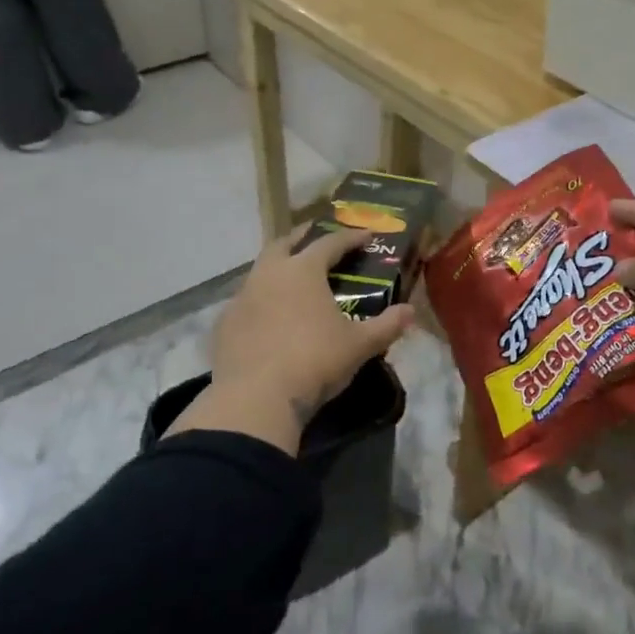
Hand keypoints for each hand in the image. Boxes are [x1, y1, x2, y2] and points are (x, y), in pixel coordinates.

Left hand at [196, 224, 413, 451]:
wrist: (256, 399)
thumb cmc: (315, 362)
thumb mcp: (359, 346)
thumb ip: (387, 325)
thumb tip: (410, 312)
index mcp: (303, 270)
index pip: (330, 242)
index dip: (350, 237)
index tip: (366, 235)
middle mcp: (269, 274)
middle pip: (284, 243)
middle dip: (303, 238)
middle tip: (318, 240)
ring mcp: (241, 298)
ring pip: (260, 270)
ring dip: (278, 268)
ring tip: (294, 281)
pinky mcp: (224, 324)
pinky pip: (246, 302)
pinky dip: (261, 301)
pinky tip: (269, 317)